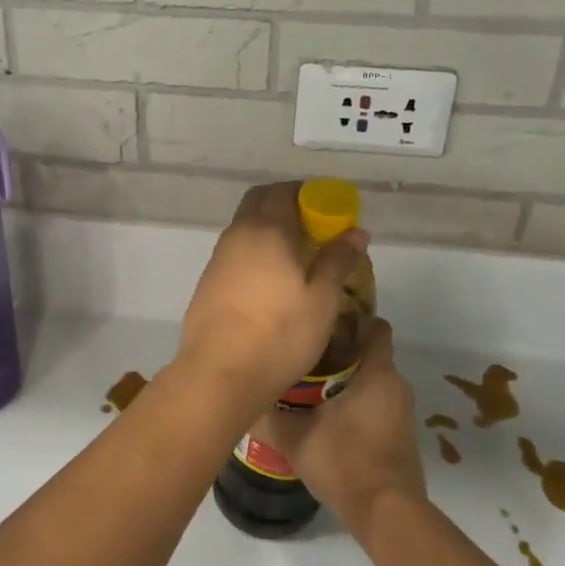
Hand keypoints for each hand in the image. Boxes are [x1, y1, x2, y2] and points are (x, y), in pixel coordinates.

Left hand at [177, 182, 368, 417]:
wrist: (220, 374)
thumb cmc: (279, 335)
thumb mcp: (321, 299)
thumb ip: (337, 260)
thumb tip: (356, 232)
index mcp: (267, 230)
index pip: (283, 191)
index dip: (307, 192)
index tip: (328, 207)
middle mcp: (237, 234)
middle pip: (259, 201)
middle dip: (285, 203)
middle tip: (314, 227)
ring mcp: (218, 258)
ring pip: (245, 226)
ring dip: (269, 228)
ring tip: (297, 255)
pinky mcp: (208, 281)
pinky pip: (235, 251)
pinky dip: (255, 250)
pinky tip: (271, 279)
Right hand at [253, 319, 424, 537]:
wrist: (386, 513)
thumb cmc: (344, 461)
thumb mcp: (295, 436)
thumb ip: (269, 414)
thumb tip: (244, 399)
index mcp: (377, 372)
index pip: (375, 326)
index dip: (352, 319)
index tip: (322, 325)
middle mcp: (396, 385)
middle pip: (370, 353)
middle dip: (340, 351)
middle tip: (304, 357)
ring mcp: (401, 412)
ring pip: (373, 381)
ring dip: (347, 380)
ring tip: (310, 387)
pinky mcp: (400, 435)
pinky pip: (378, 404)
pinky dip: (357, 403)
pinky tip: (328, 419)